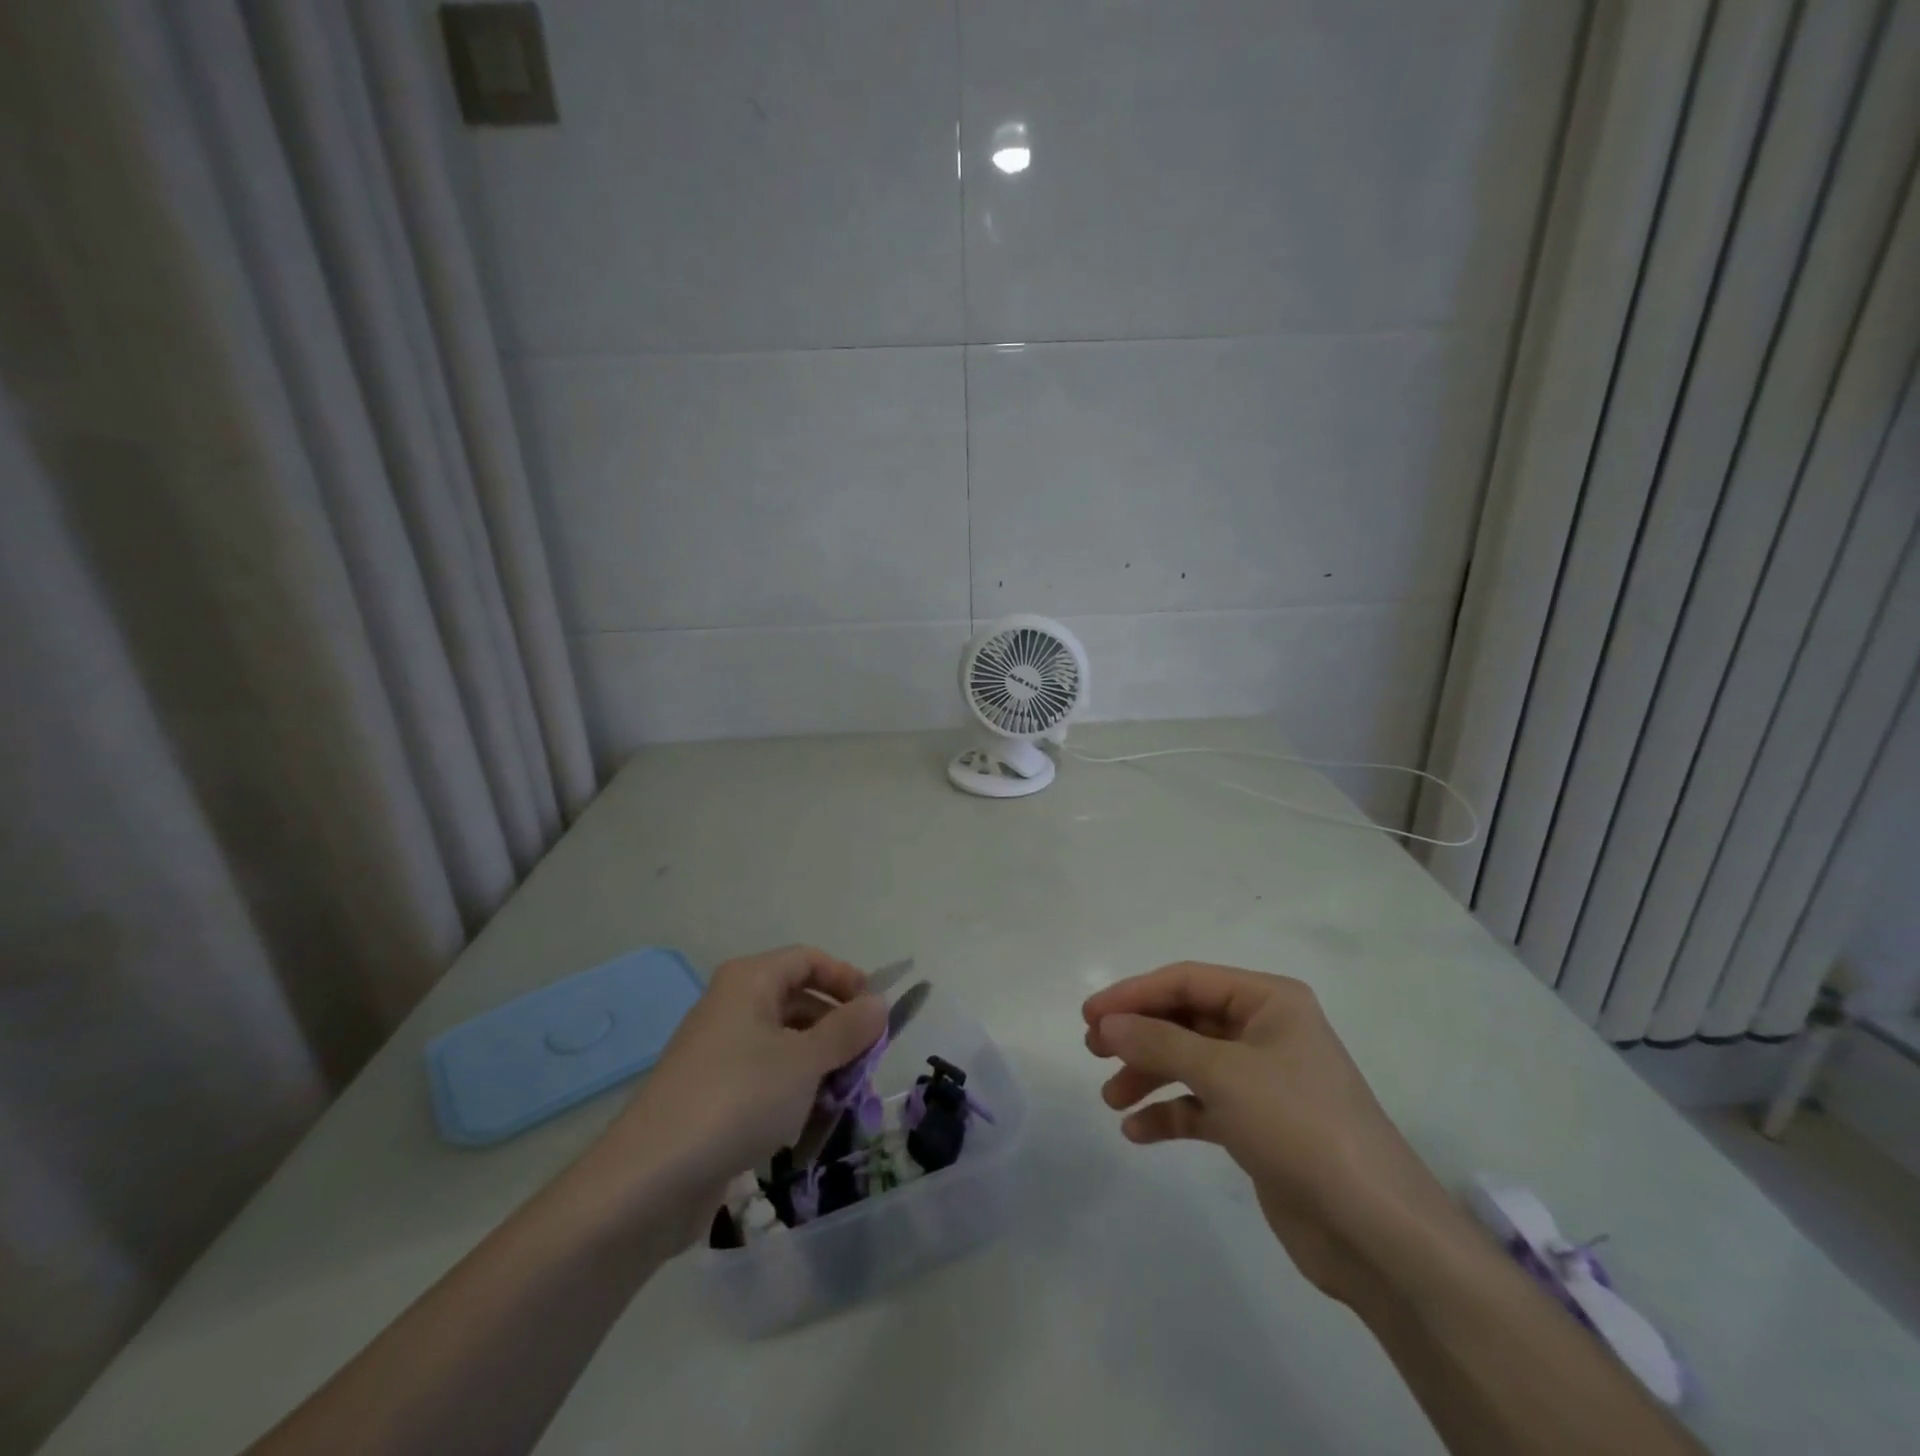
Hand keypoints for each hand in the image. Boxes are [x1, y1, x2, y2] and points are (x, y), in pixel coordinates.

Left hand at [591, 946, 886, 1214]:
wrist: (650, 1180)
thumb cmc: (738, 1099)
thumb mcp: (805, 1061)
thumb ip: (848, 1029)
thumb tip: (879, 1002)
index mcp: (749, 981)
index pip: (808, 960)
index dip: (847, 979)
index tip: (877, 1013)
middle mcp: (732, 1006)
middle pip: (798, 1000)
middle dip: (837, 1028)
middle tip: (867, 1062)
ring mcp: (719, 1051)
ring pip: (784, 1043)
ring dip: (819, 1065)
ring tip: (843, 1099)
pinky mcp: (713, 1094)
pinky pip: (765, 1078)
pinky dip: (792, 1092)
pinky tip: (806, 1126)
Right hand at [1084, 962, 1455, 1305]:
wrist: (1376, 1232)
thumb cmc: (1300, 1126)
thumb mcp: (1224, 1074)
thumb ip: (1159, 1042)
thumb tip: (1107, 1022)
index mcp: (1269, 1001)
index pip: (1187, 981)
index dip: (1134, 994)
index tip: (1089, 1015)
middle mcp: (1266, 1031)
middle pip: (1186, 1019)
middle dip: (1139, 1034)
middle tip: (1093, 1050)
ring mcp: (1263, 1080)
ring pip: (1190, 1062)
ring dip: (1149, 1075)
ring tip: (1111, 1098)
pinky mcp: (1258, 1126)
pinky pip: (1202, 1106)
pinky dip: (1170, 1114)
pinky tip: (1137, 1131)